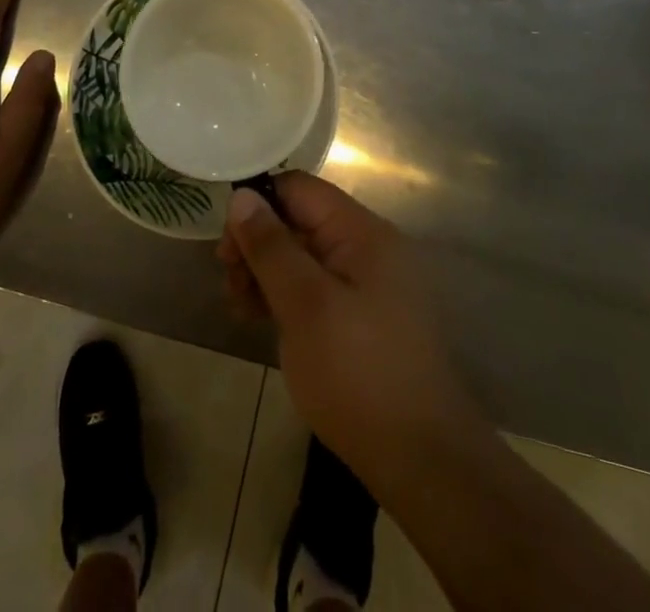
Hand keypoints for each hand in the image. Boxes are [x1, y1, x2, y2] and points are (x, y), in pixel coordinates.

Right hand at [218, 174, 482, 493]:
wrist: (423, 461)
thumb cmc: (358, 373)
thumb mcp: (304, 304)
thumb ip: (271, 246)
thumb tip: (241, 195)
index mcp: (362, 231)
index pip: (299, 189)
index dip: (258, 206)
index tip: (226, 246)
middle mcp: (369, 247)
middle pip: (300, 221)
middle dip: (258, 245)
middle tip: (229, 283)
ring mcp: (369, 284)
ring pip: (305, 257)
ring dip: (267, 273)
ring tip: (240, 308)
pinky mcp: (365, 318)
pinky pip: (318, 288)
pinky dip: (287, 297)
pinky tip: (262, 320)